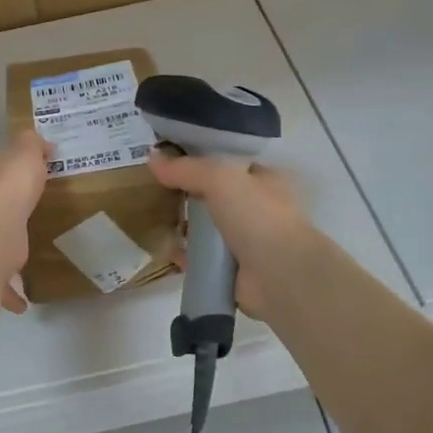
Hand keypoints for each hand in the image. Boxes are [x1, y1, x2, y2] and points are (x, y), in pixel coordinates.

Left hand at [0, 130, 48, 313]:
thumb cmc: (7, 188)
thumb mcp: (23, 154)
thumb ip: (30, 146)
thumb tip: (39, 141)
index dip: (4, 174)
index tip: (23, 180)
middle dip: (0, 215)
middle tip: (22, 220)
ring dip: (0, 256)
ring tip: (20, 262)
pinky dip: (9, 293)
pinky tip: (22, 302)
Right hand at [146, 147, 312, 318]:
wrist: (279, 275)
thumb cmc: (257, 216)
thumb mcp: (221, 178)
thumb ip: (187, 168)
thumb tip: (152, 157)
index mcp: (265, 181)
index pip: (230, 164)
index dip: (202, 161)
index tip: (170, 161)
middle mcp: (259, 210)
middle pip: (216, 198)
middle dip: (189, 196)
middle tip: (157, 193)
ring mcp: (248, 242)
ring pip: (209, 230)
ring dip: (185, 228)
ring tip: (157, 221)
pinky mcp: (235, 271)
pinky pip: (203, 259)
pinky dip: (186, 256)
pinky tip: (166, 251)